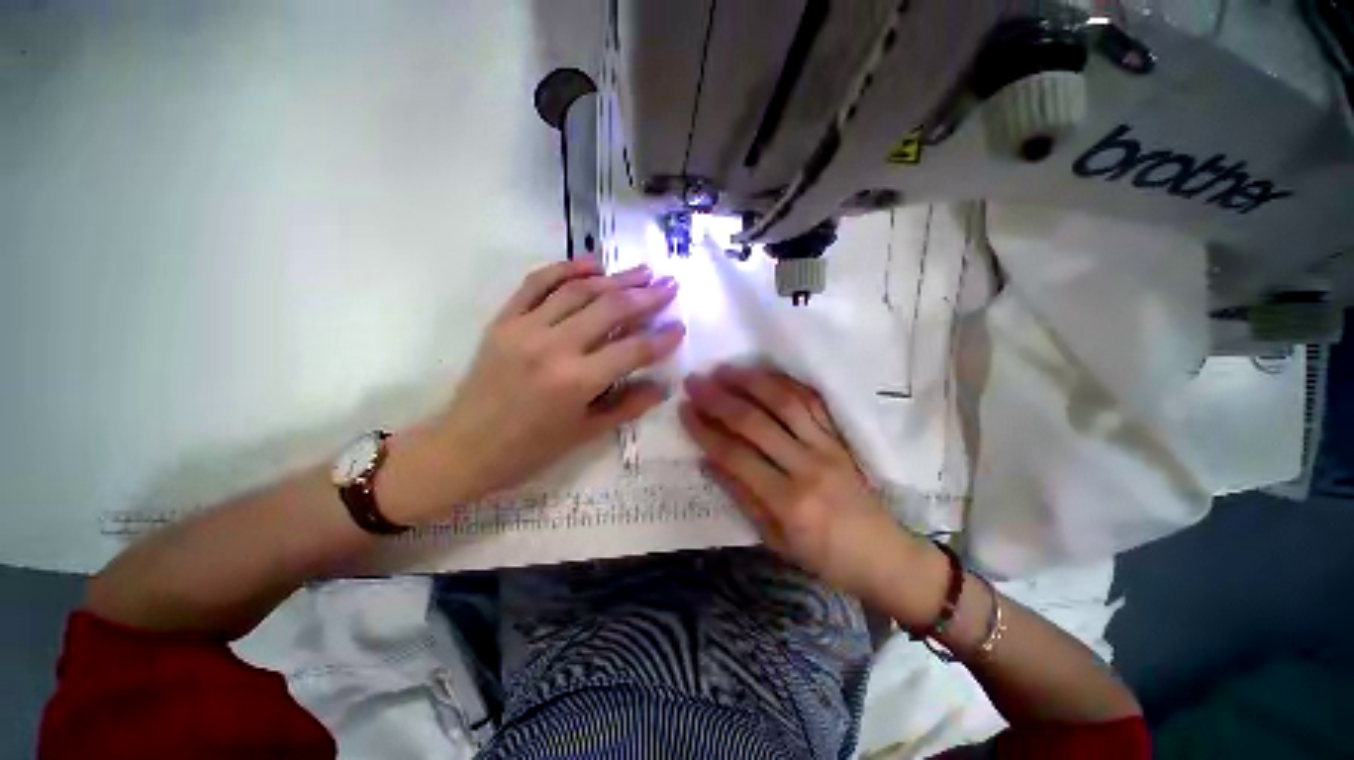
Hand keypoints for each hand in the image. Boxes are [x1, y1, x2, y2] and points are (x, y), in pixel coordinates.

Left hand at [383, 259, 684, 521]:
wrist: (463, 448)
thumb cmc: (529, 450)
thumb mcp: (585, 434)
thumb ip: (628, 406)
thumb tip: (662, 386)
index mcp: (577, 381)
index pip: (633, 350)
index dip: (662, 338)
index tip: (680, 326)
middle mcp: (554, 347)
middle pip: (611, 309)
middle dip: (647, 296)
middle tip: (669, 285)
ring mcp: (525, 328)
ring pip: (579, 290)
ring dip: (616, 278)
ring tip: (643, 271)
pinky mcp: (504, 320)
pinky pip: (537, 283)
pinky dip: (566, 268)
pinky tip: (591, 262)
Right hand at [679, 365, 921, 600]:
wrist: (885, 555)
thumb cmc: (824, 556)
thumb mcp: (774, 539)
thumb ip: (741, 495)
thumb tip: (707, 460)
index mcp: (788, 502)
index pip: (736, 455)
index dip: (705, 430)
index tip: (684, 409)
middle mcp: (807, 466)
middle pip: (756, 422)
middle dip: (720, 399)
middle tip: (695, 381)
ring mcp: (828, 447)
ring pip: (785, 402)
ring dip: (751, 382)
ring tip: (724, 370)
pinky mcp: (841, 437)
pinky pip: (813, 401)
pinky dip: (786, 383)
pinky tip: (764, 374)